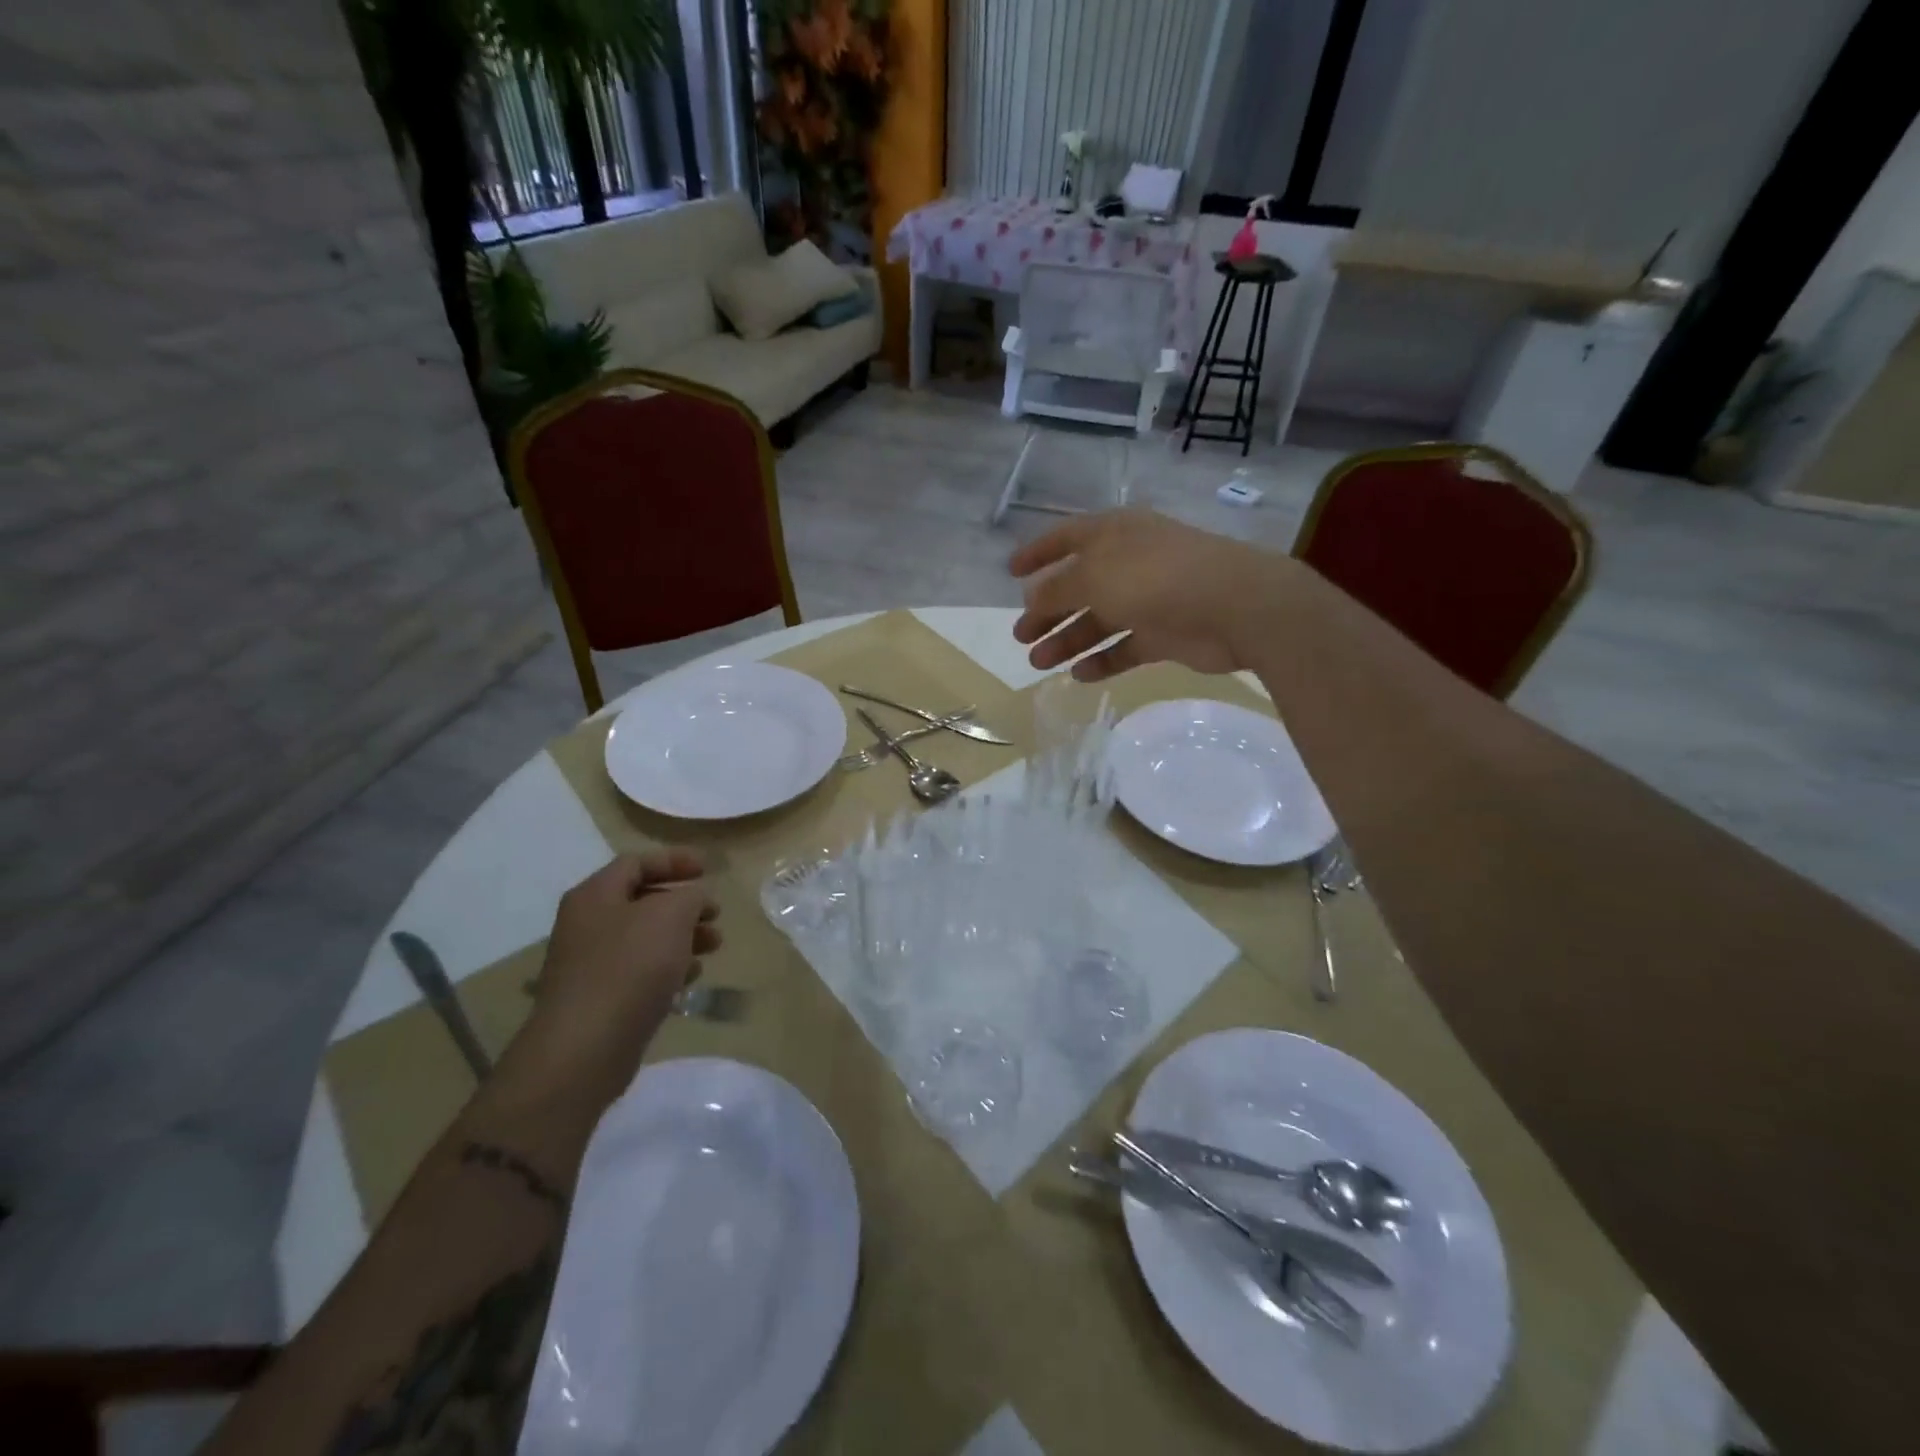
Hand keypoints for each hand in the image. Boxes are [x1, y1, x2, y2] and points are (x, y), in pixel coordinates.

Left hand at [493, 850, 720, 1115]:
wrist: (585, 1048)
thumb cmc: (629, 967)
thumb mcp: (671, 916)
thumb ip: (690, 896)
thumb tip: (694, 898)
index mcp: (595, 896)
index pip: (636, 863)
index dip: (674, 860)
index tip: (708, 870)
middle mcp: (587, 924)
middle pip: (643, 901)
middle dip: (685, 905)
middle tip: (716, 914)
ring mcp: (591, 964)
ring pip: (646, 938)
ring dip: (683, 937)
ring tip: (714, 946)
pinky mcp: (601, 999)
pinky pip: (640, 971)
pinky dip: (669, 968)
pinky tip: (690, 979)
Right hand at [1009, 509, 1293, 679]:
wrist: (1235, 607)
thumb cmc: (1155, 578)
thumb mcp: (1093, 577)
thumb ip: (1056, 588)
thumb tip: (1032, 597)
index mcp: (1114, 534)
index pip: (1066, 538)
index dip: (1037, 553)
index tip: (1010, 572)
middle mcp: (1130, 563)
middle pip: (1078, 586)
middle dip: (1047, 610)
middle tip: (1021, 637)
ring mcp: (1149, 599)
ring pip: (1099, 620)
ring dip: (1068, 640)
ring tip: (1039, 662)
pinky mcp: (1165, 633)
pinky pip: (1125, 647)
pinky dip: (1103, 660)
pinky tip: (1080, 675)